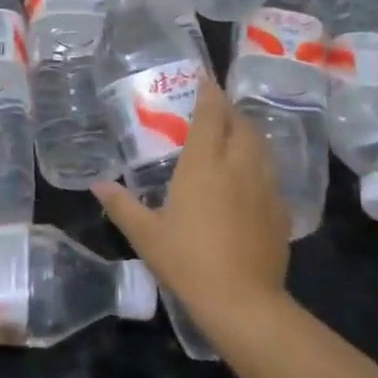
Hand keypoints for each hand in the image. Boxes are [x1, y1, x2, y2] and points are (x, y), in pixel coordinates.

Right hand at [93, 77, 290, 322]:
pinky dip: (257, 163)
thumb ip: (121, 205)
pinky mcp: (280, 209)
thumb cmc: (188, 261)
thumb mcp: (146, 234)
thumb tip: (97, 184)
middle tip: (213, 107)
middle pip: (240, 123)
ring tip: (231, 135)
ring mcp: (264, 186)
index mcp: (204, 164)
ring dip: (246, 132)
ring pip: (260, 145)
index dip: (208, 91)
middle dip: (228, 109)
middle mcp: (238, 165)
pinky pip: (269, 173)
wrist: (243, 302)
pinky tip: (247, 179)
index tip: (203, 76)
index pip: (211, 114)